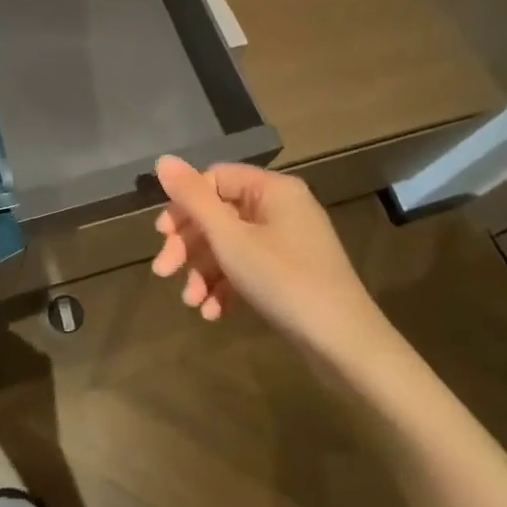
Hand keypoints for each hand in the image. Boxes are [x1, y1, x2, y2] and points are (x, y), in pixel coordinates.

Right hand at [151, 156, 387, 352]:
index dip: (184, 205)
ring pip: (231, 245)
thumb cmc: (284, 281)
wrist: (346, 346)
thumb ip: (194, 198)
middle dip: (189, 245)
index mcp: (272, 189)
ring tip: (190, 302)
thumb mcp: (230, 239)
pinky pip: (249, 268)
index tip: (161, 235)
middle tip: (164, 271)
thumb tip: (162, 160)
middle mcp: (282, 208)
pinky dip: (227, 286)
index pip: (215, 180)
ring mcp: (288, 243)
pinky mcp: (291, 273)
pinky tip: (212, 313)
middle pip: (220, 214)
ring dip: (204, 271)